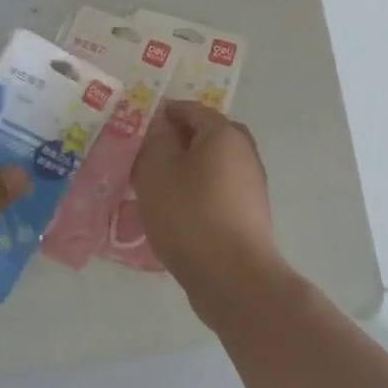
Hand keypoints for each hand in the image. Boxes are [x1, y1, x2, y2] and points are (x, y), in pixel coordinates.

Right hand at [131, 101, 284, 315]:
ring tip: (152, 191)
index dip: (162, 114)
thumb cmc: (190, 215)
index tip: (136, 129)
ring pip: (209, 168)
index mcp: (224, 134)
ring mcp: (250, 186)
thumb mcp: (157, 170)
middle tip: (143, 160)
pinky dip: (194, 196)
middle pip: (204, 138)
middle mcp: (244, 153)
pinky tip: (173, 215)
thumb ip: (156, 140)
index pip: (190, 109)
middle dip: (174, 144)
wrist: (233, 278)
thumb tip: (162, 127)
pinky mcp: (248, 216)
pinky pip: (215, 194)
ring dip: (183, 173)